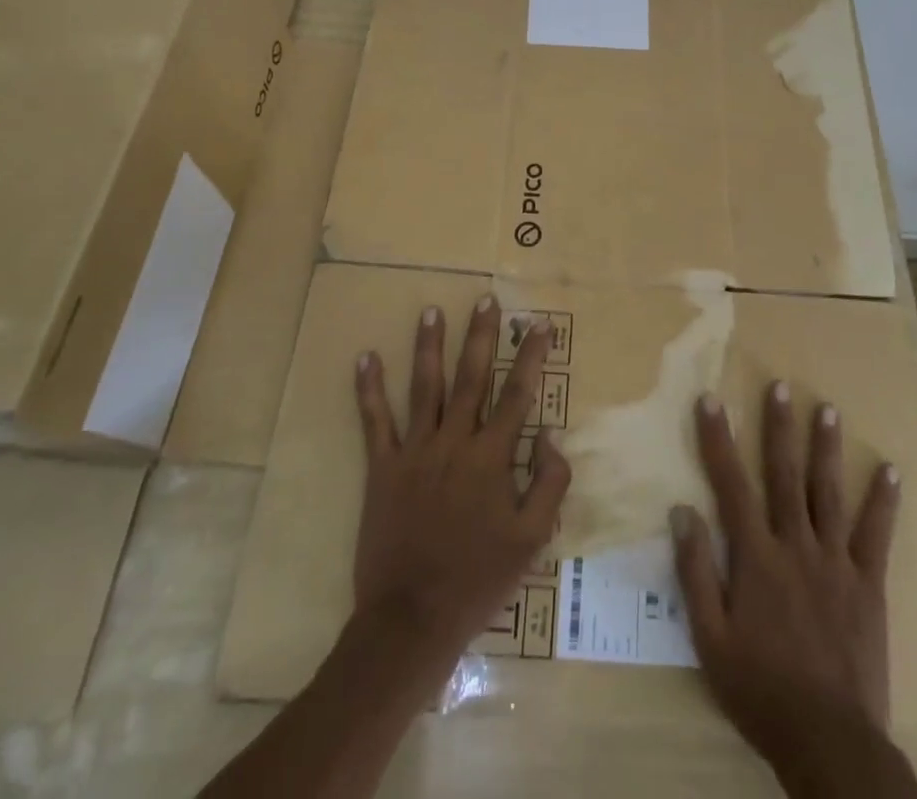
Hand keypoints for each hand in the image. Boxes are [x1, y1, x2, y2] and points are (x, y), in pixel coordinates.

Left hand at [351, 294, 570, 683]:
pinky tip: (365, 356)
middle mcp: (455, 441)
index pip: (518, 393)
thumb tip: (551, 432)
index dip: (531, 356)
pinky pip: (374, 421)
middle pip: (472, 376)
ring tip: (430, 310)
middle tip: (486, 299)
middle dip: (481, 335)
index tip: (539, 324)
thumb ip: (549, 482)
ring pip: (426, 386)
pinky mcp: (383, 467)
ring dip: (429, 345)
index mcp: (493, 456)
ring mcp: (416, 450)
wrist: (412, 618)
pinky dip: (369, 388)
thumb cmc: (478, 578)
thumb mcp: (532, 539)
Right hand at [671, 382, 902, 773]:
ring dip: (827, 449)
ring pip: (828, 493)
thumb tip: (682, 511)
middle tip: (781, 386)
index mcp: (755, 557)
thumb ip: (694, 573)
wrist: (829, 741)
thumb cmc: (760, 690)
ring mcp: (836, 563)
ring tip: (828, 410)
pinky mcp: (868, 585)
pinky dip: (883, 502)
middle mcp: (795, 546)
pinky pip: (876, 536)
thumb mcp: (710, 639)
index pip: (731, 485)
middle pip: (784, 475)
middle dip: (780, 428)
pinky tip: (891, 471)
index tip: (711, 400)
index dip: (719, 440)